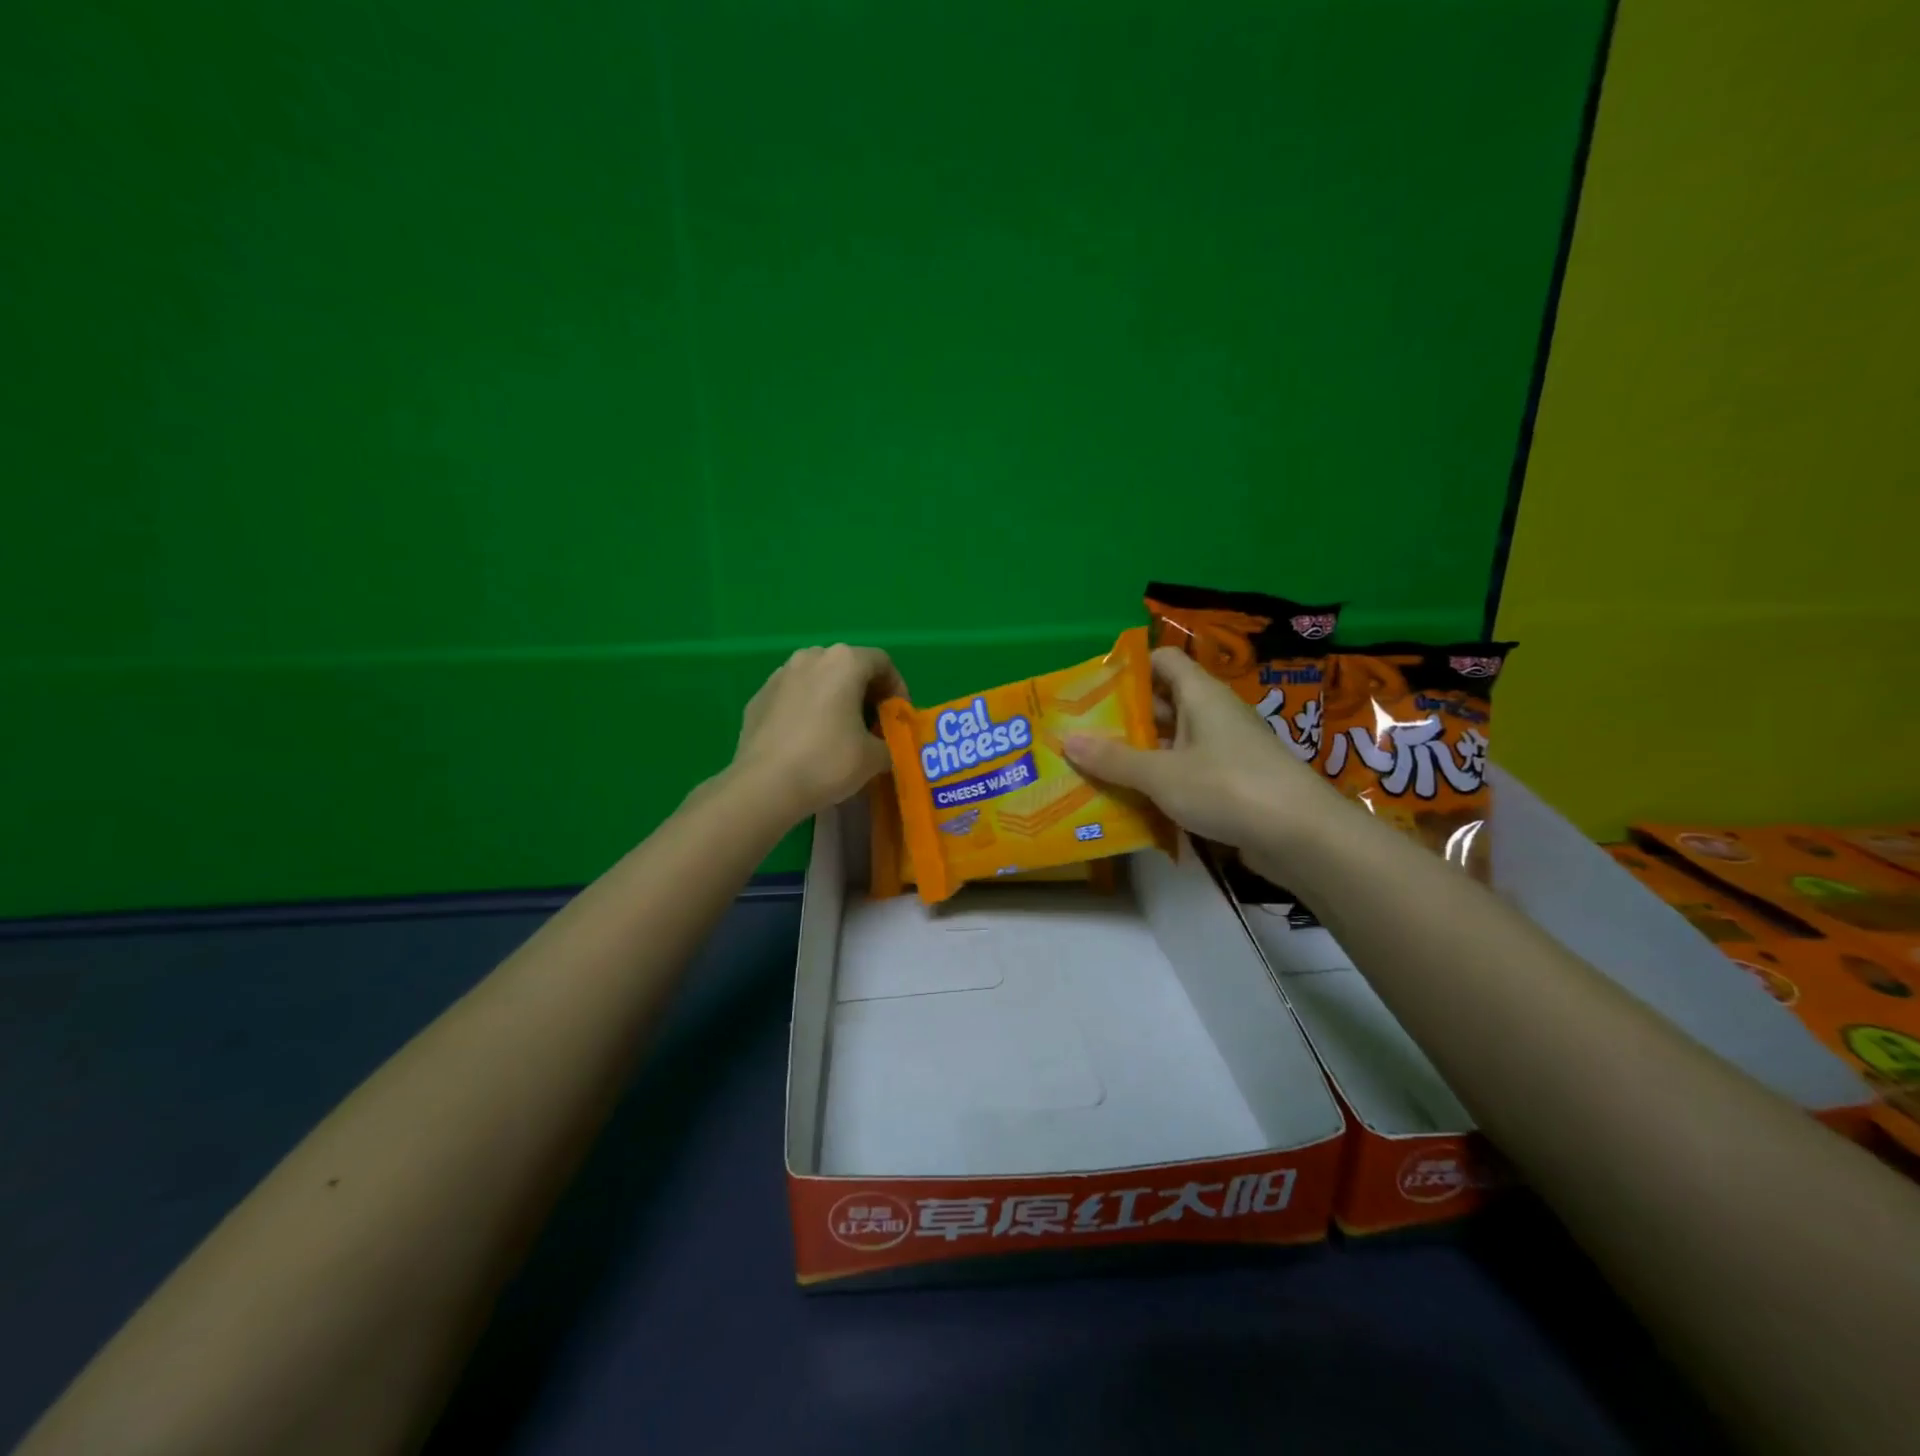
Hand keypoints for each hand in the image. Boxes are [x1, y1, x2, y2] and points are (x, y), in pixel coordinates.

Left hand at [729, 644, 906, 823]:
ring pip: (818, 679)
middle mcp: (811, 658)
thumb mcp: (875, 758)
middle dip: (865, 693)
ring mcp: (780, 675)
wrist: (764, 786)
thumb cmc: (827, 762)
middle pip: (849, 667)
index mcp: (844, 662)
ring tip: (840, 732)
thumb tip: (883, 747)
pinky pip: (793, 696)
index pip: (882, 663)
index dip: (897, 689)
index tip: (897, 718)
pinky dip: (807, 710)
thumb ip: (889, 743)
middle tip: (872, 726)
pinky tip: (807, 741)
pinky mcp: (759, 697)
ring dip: (835, 699)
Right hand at [1064, 646, 1341, 875]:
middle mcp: (1213, 714)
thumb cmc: (1228, 788)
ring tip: (1094, 769)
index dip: (1128, 669)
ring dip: (1138, 755)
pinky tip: (1131, 801)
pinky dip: (1160, 782)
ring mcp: (1224, 750)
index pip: (1161, 660)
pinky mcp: (1232, 783)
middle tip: (1080, 735)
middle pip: (1161, 704)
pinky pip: (1186, 772)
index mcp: (1200, 695)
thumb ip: (1114, 759)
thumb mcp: (1162, 774)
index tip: (1091, 690)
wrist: (1302, 837)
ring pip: (1172, 742)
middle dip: (1123, 719)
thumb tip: (1067, 740)